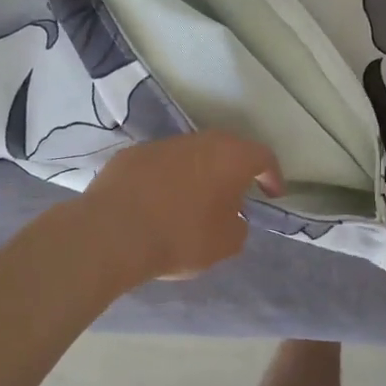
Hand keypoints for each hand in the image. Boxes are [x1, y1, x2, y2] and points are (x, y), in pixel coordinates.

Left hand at [82, 132, 283, 283]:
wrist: (113, 233)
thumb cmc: (181, 236)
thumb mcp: (226, 244)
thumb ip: (238, 226)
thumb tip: (232, 217)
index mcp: (230, 157)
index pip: (263, 157)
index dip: (272, 175)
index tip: (272, 194)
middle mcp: (199, 141)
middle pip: (225, 149)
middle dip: (233, 171)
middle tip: (235, 195)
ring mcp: (162, 144)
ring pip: (190, 155)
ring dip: (198, 174)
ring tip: (194, 202)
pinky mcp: (131, 155)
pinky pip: (159, 165)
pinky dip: (165, 179)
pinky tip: (158, 203)